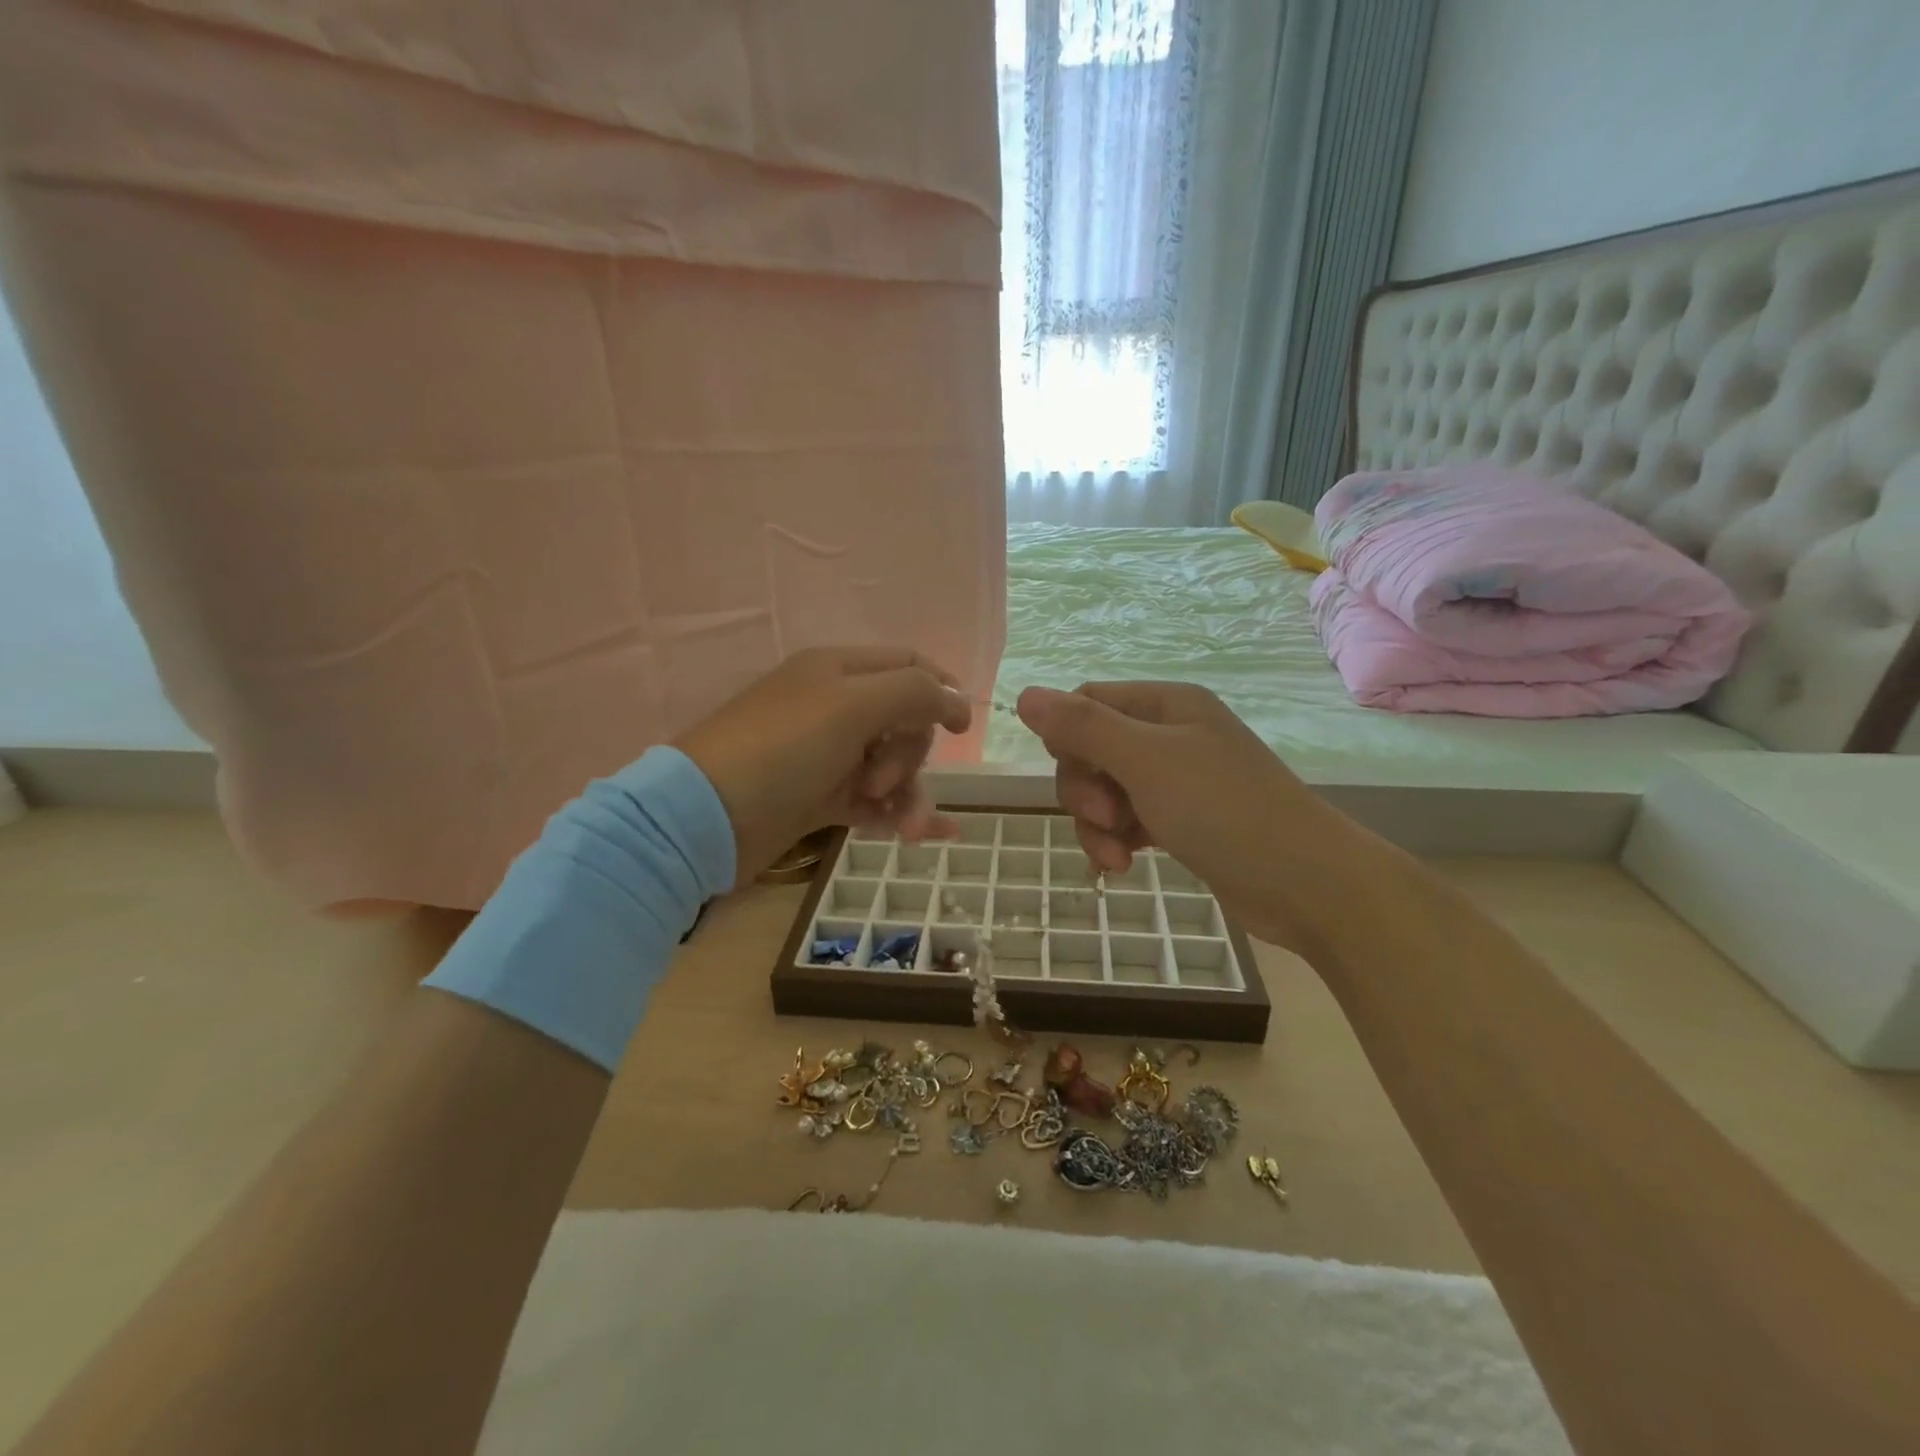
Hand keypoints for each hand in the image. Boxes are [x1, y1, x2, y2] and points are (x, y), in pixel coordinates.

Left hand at [677, 648, 972, 883]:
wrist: (706, 818)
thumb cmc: (782, 748)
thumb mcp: (853, 706)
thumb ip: (914, 693)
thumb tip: (958, 697)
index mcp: (839, 670)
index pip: (908, 665)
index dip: (942, 691)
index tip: (964, 729)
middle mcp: (835, 707)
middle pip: (904, 720)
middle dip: (910, 753)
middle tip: (883, 779)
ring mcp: (827, 754)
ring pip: (891, 765)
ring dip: (908, 793)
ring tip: (908, 829)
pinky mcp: (819, 797)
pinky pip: (873, 801)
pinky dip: (897, 815)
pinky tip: (924, 835)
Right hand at [1015, 681, 1344, 950]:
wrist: (1305, 882)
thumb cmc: (1223, 809)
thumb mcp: (1145, 761)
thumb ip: (1082, 727)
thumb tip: (1025, 695)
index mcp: (1165, 704)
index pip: (1086, 702)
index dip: (1066, 738)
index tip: (1074, 774)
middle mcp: (1169, 734)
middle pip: (1091, 750)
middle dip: (1084, 789)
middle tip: (1105, 818)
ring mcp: (1177, 780)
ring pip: (1105, 791)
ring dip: (1096, 824)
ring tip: (1116, 855)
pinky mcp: (1182, 820)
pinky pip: (1128, 821)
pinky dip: (1117, 841)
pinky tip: (1123, 867)